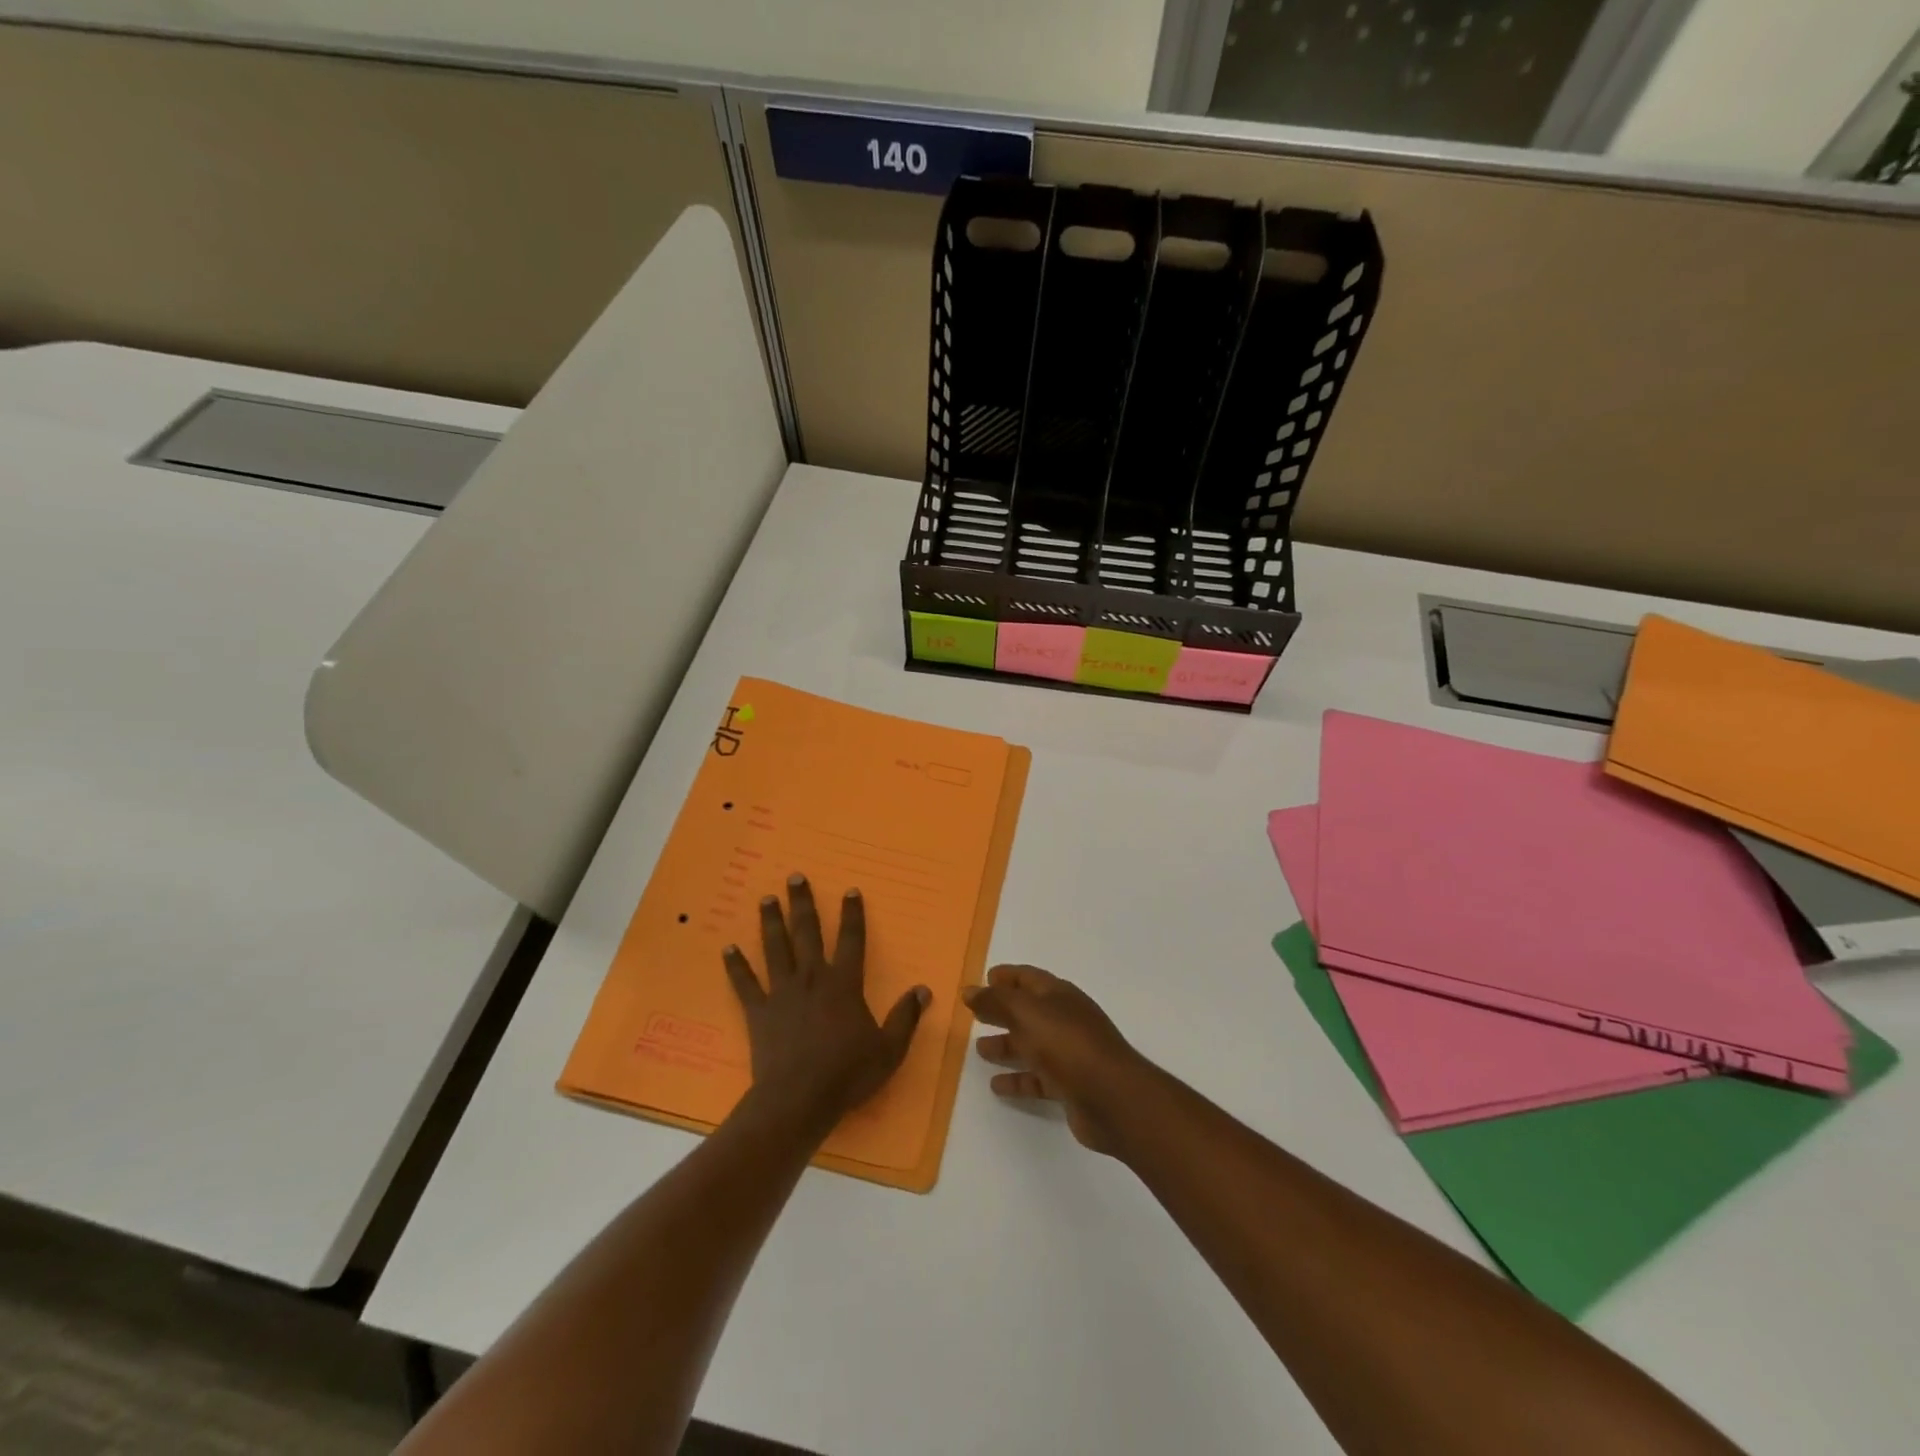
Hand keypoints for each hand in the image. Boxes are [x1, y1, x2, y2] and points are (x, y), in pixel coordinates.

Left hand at [723, 875, 929, 1135]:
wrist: (798, 1100)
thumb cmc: (847, 1074)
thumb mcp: (889, 1049)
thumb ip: (906, 1018)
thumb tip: (923, 990)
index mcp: (844, 984)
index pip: (852, 940)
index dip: (852, 914)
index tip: (849, 890)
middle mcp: (813, 978)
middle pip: (807, 933)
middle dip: (803, 903)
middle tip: (795, 877)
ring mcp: (782, 993)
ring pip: (776, 949)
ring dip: (771, 922)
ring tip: (766, 899)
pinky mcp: (759, 1012)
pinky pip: (745, 983)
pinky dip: (736, 966)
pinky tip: (728, 948)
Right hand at [967, 965, 1152, 1154]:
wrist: (1113, 1098)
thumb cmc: (1068, 1045)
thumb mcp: (1026, 1014)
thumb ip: (996, 1001)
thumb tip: (970, 990)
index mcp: (1059, 995)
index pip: (1028, 978)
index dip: (1007, 976)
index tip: (984, 979)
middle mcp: (1065, 1020)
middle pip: (1028, 1011)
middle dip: (1002, 1011)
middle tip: (975, 1015)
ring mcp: (1070, 1053)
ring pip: (1032, 1045)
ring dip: (1008, 1045)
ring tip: (981, 1051)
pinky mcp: (1071, 1086)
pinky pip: (1038, 1078)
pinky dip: (1018, 1080)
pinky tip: (997, 1086)